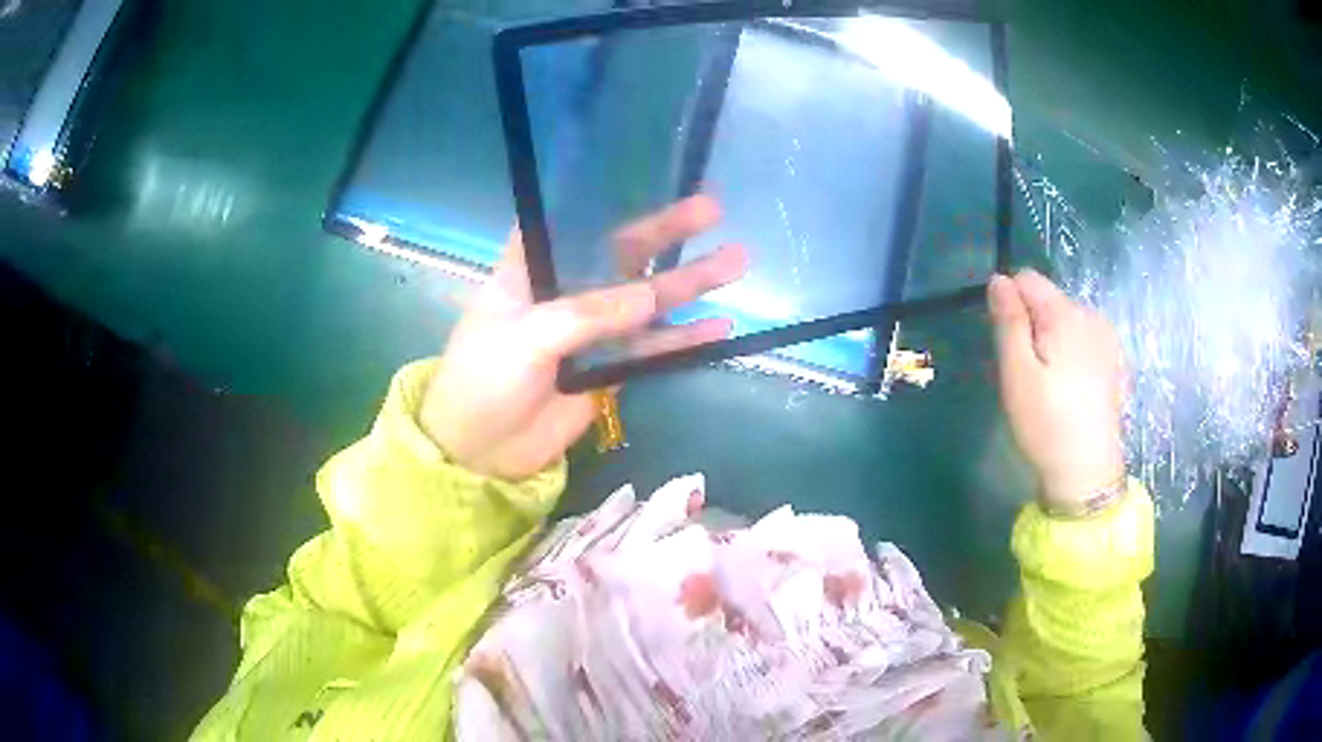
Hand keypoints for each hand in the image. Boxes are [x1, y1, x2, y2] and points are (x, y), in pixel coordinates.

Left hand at [421, 195, 747, 480]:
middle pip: (621, 254)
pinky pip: (650, 349)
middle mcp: (564, 290)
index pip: (570, 223)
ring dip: (689, 282)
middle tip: (712, 210)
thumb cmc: (484, 380)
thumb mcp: (527, 337)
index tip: (649, 180)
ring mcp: (590, 331)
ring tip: (737, 261)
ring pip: (646, 300)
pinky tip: (719, 328)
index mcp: (531, 269)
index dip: (606, 200)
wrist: (480, 451)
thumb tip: (651, 296)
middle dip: (666, 232)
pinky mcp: (607, 369)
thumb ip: (588, 314)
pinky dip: (682, 340)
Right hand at [988, 270, 1126, 508]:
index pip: (1027, 279)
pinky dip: (1071, 353)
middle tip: (1026, 373)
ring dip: (1051, 340)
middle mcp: (1090, 315)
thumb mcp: (1017, 373)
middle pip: (1048, 300)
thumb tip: (998, 279)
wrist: (1088, 472)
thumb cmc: (1047, 424)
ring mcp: (1107, 338)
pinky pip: (1084, 340)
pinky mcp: (1114, 361)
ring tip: (1048, 384)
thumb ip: (1008, 321)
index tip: (1007, 344)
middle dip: (1031, 325)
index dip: (1009, 303)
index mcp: (1065, 314)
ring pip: (1066, 320)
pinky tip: (1071, 388)